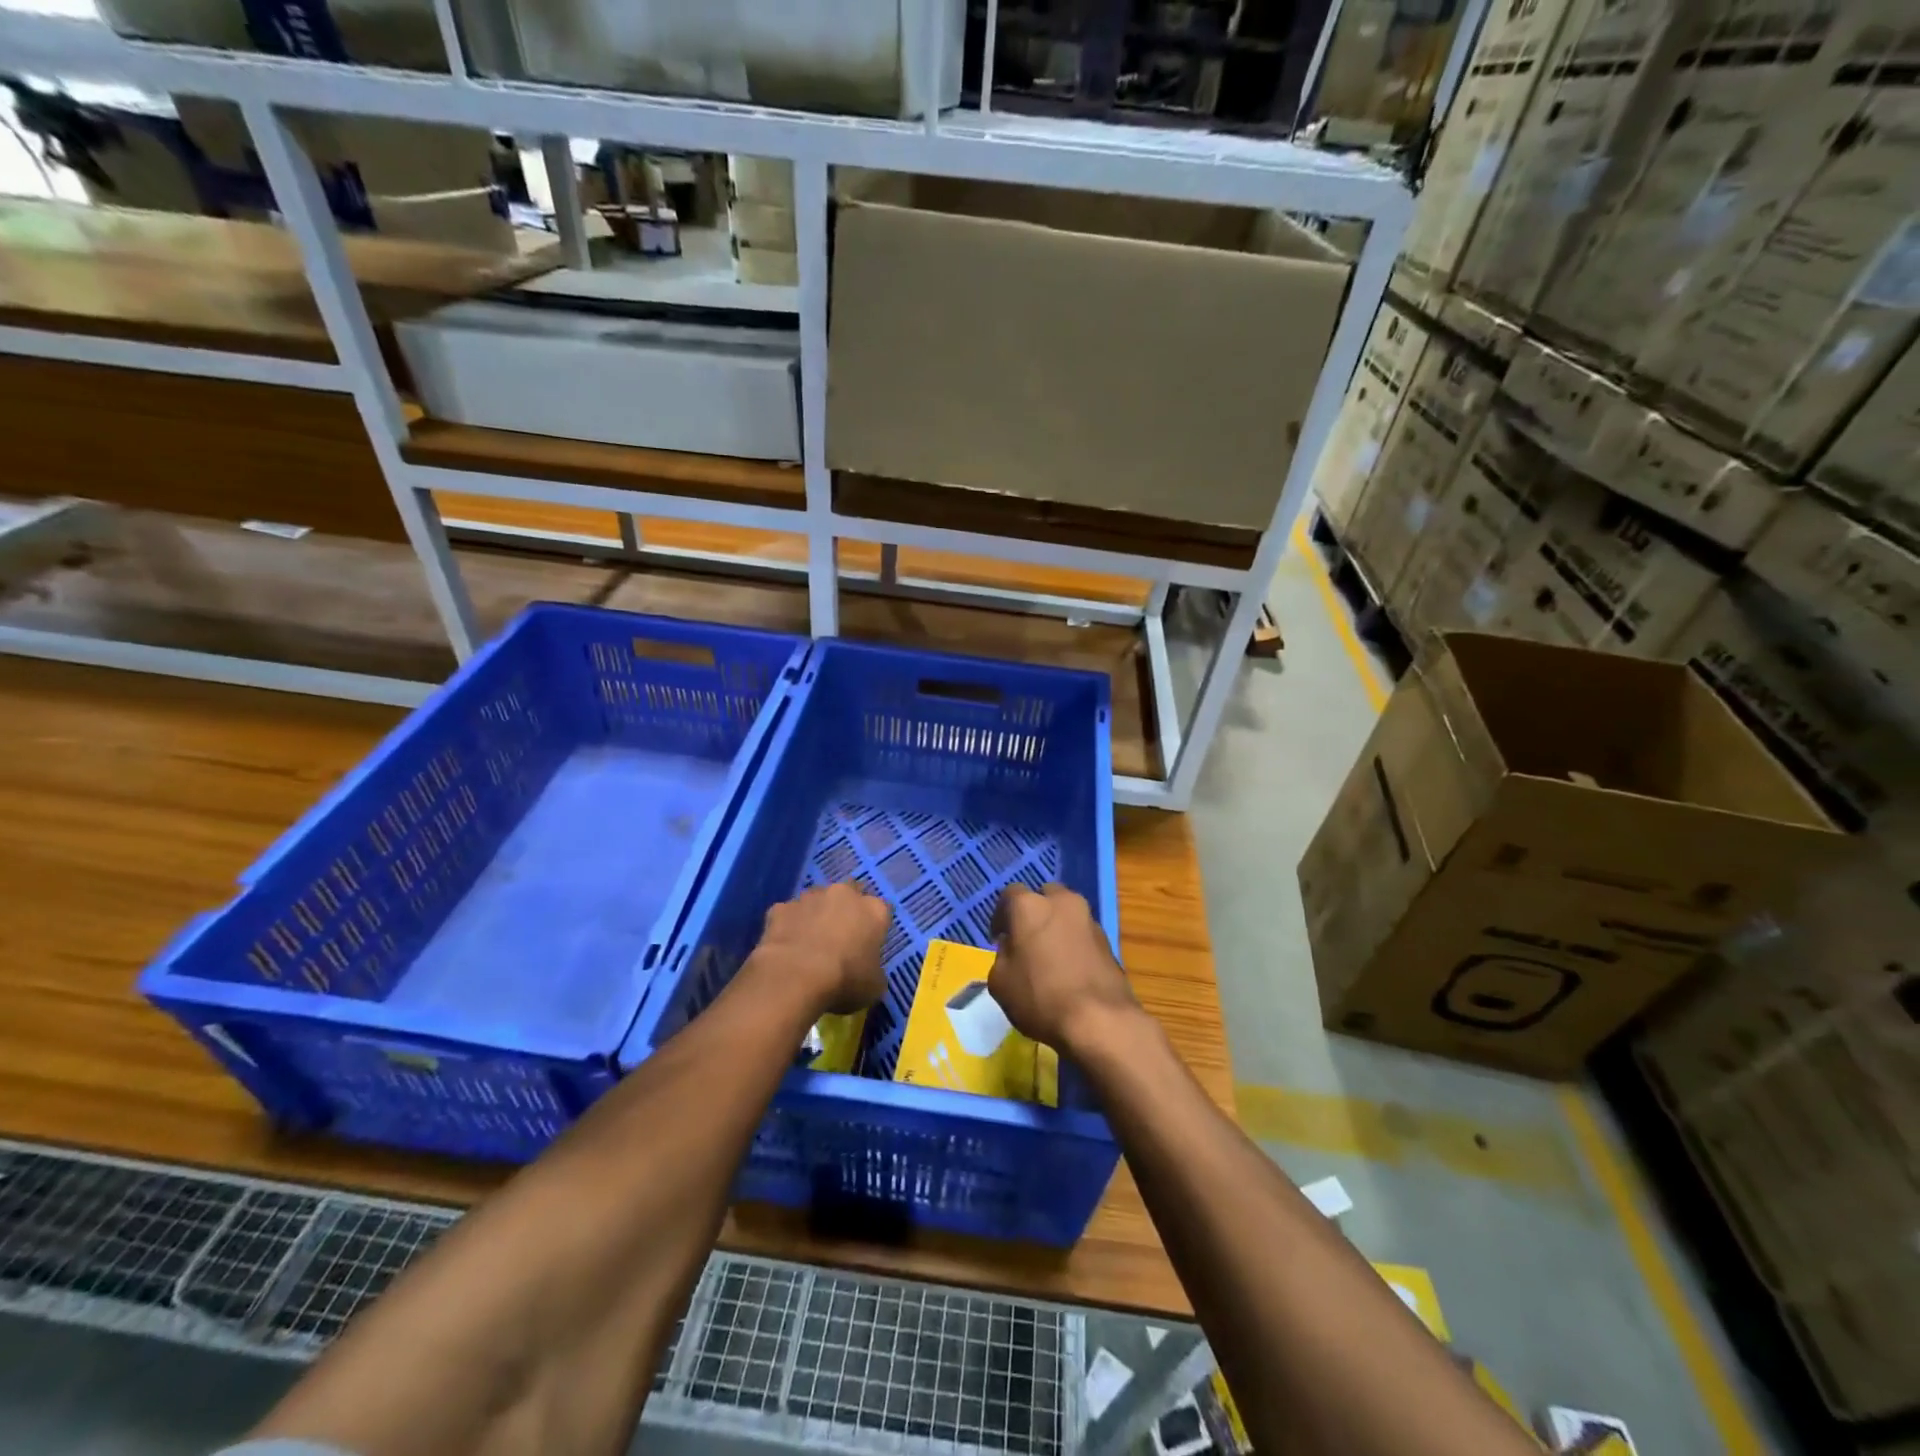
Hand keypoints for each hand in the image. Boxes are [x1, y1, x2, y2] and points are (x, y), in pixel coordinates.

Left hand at [752, 883, 890, 1016]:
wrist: (795, 977)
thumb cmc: (844, 980)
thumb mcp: (874, 986)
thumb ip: (874, 970)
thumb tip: (868, 972)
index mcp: (874, 910)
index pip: (882, 910)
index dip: (875, 926)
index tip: (869, 943)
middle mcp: (844, 894)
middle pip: (850, 893)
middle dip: (846, 908)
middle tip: (841, 934)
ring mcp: (810, 897)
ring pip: (817, 899)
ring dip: (817, 913)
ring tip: (810, 941)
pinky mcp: (782, 907)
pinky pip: (789, 913)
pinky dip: (789, 925)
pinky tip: (787, 946)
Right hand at [988, 884, 1136, 1052]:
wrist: (1099, 1020)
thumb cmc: (1039, 997)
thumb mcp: (1000, 982)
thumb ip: (1003, 955)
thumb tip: (1014, 948)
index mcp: (1029, 905)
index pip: (1009, 895)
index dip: (1001, 916)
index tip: (998, 938)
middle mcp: (1061, 902)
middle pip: (1044, 897)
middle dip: (1034, 914)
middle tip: (1026, 941)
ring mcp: (1089, 919)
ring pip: (1066, 914)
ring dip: (1056, 927)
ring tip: (1050, 957)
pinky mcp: (1108, 940)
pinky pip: (1083, 934)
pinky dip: (1074, 943)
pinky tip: (1070, 969)